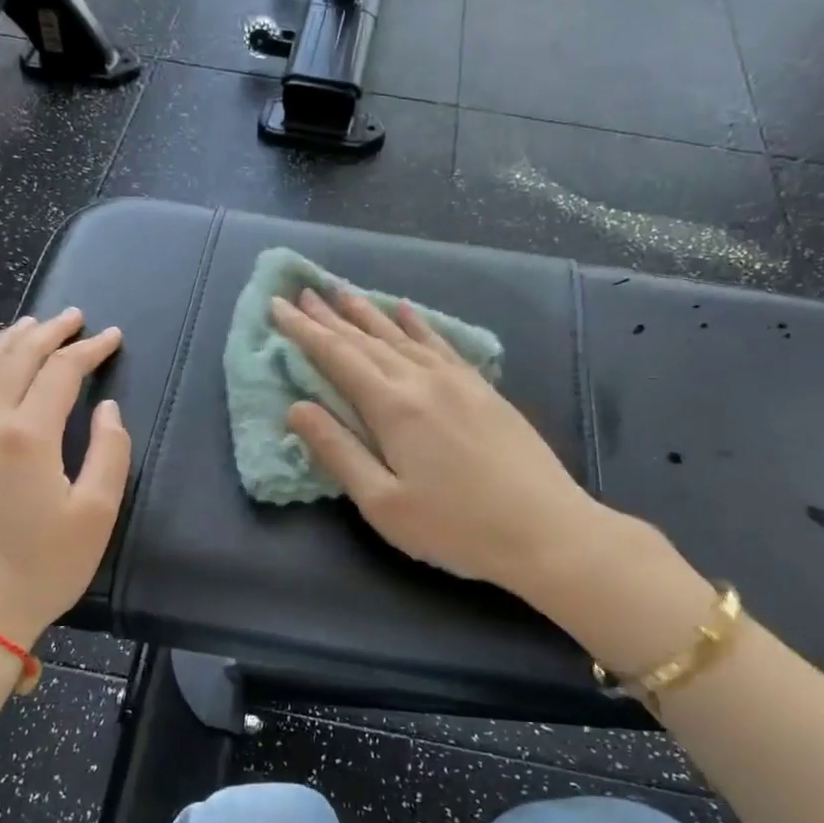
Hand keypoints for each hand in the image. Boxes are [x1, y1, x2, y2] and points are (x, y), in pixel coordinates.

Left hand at [0, 308, 129, 645]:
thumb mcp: (95, 515)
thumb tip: (107, 410)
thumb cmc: (41, 569)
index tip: (112, 337)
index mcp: (26, 435)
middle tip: (71, 317)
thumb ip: (109, 453)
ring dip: (5, 343)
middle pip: (14, 359)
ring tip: (28, 327)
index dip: (89, 350)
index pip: (61, 372)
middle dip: (46, 332)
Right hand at [271, 288, 599, 604]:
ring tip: (343, 292)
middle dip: (330, 317)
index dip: (304, 331)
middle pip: (366, 340)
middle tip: (302, 292)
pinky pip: (440, 343)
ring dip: (368, 314)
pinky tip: (407, 311)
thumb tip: (296, 408)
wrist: (546, 530)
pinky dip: (418, 324)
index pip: (337, 357)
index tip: (277, 306)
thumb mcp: (383, 503)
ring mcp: (458, 380)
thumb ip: (338, 452)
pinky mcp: (483, 389)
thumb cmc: (455, 527)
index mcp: (393, 407)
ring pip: (402, 336)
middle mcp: (423, 380)